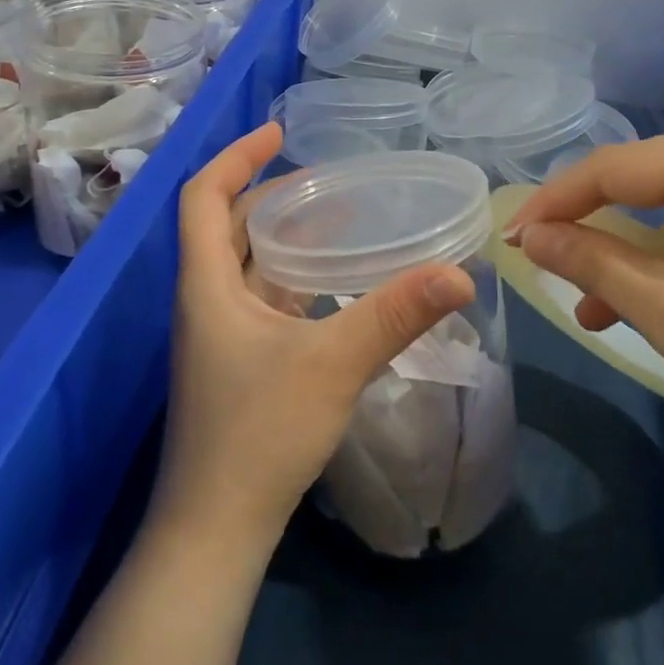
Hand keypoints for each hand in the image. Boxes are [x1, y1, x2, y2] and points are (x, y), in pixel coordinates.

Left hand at [154, 123, 476, 546]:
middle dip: (269, 193)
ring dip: (282, 235)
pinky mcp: (238, 364)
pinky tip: (332, 282)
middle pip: (227, 226)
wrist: (215, 531)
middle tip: (324, 177)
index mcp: (206, 284)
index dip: (237, 157)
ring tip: (335, 217)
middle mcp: (205, 301)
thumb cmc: (258, 435)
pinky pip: (261, 298)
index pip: (203, 197)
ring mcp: (220, 335)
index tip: (279, 133)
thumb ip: (395, 315)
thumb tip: (460, 273)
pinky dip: (290, 276)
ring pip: (245, 264)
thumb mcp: (332, 364)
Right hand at [506, 136, 663, 470]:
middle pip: (647, 189)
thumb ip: (593, 263)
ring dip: (631, 262)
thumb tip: (533, 234)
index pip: (612, 168)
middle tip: (545, 263)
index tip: (511, 238)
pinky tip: (657, 316)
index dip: (553, 201)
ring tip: (592, 312)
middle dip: (591, 230)